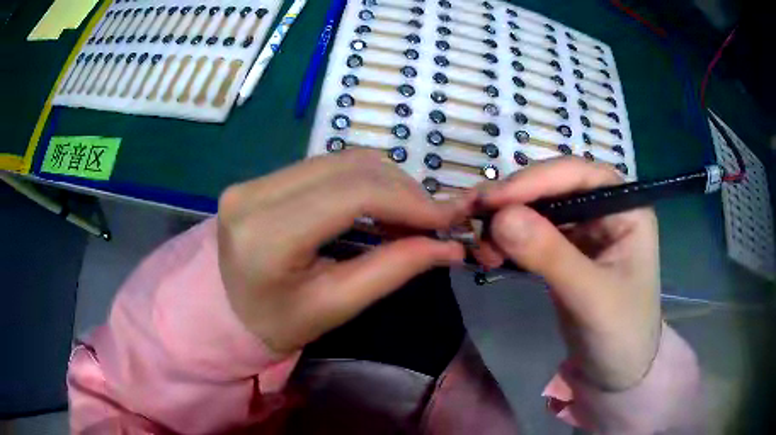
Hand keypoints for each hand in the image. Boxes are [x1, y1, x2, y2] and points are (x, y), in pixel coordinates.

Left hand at [217, 150, 471, 354]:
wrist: (227, 314)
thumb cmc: (279, 323)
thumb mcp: (336, 305)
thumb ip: (393, 269)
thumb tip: (449, 246)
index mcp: (267, 235)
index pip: (352, 195)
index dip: (408, 201)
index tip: (448, 217)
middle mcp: (254, 195)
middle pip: (348, 169)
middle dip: (403, 190)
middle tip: (433, 218)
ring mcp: (253, 181)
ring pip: (340, 160)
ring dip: (385, 181)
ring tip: (410, 214)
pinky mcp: (259, 179)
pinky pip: (324, 166)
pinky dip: (362, 180)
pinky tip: (379, 204)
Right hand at [480, 158, 661, 390]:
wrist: (617, 371)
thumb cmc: (622, 333)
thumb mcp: (592, 297)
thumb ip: (551, 256)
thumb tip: (500, 217)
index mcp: (627, 208)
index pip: (579, 175)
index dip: (536, 180)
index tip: (493, 200)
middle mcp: (605, 209)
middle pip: (555, 186)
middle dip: (515, 200)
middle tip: (475, 218)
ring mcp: (585, 229)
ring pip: (539, 208)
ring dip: (507, 220)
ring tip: (481, 244)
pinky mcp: (567, 250)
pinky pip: (533, 233)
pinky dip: (510, 239)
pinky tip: (492, 252)